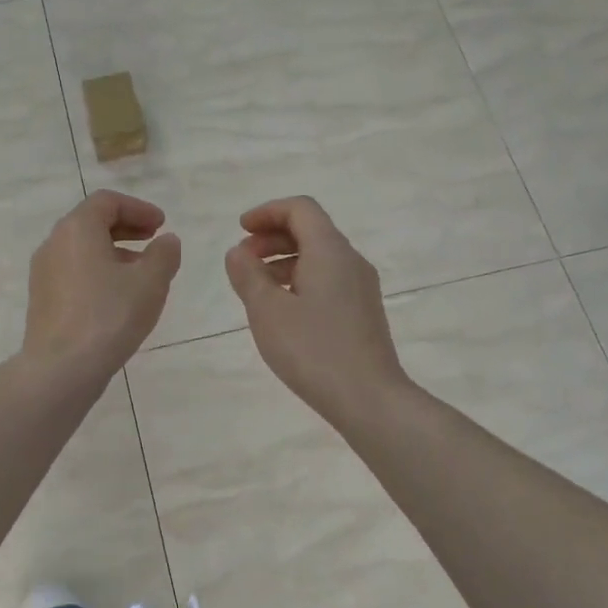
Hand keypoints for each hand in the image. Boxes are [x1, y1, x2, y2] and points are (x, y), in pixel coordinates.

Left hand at [23, 190, 181, 380]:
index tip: (162, 225)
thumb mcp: (150, 282)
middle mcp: (54, 243)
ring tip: (142, 272)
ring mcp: (43, 273)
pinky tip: (118, 296)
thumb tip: (167, 241)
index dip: (139, 208)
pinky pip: (74, 272)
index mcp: (77, 229)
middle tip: (154, 240)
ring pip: (82, 249)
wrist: (62, 368)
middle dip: (126, 228)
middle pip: (91, 222)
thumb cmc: (109, 316)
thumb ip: (164, 254)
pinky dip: (98, 271)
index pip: (107, 202)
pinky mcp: (42, 299)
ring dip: (114, 251)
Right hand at [223, 196, 409, 424]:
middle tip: (243, 258)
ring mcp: (361, 288)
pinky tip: (282, 309)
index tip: (241, 229)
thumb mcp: (267, 311)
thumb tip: (238, 252)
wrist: (369, 399)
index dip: (267, 212)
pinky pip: (328, 279)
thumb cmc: (313, 350)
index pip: (301, 209)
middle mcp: (351, 261)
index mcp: (330, 251)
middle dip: (273, 236)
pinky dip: (300, 280)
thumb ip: (248, 275)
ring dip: (284, 260)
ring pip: (320, 257)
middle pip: (311, 230)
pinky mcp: (362, 312)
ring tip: (256, 286)